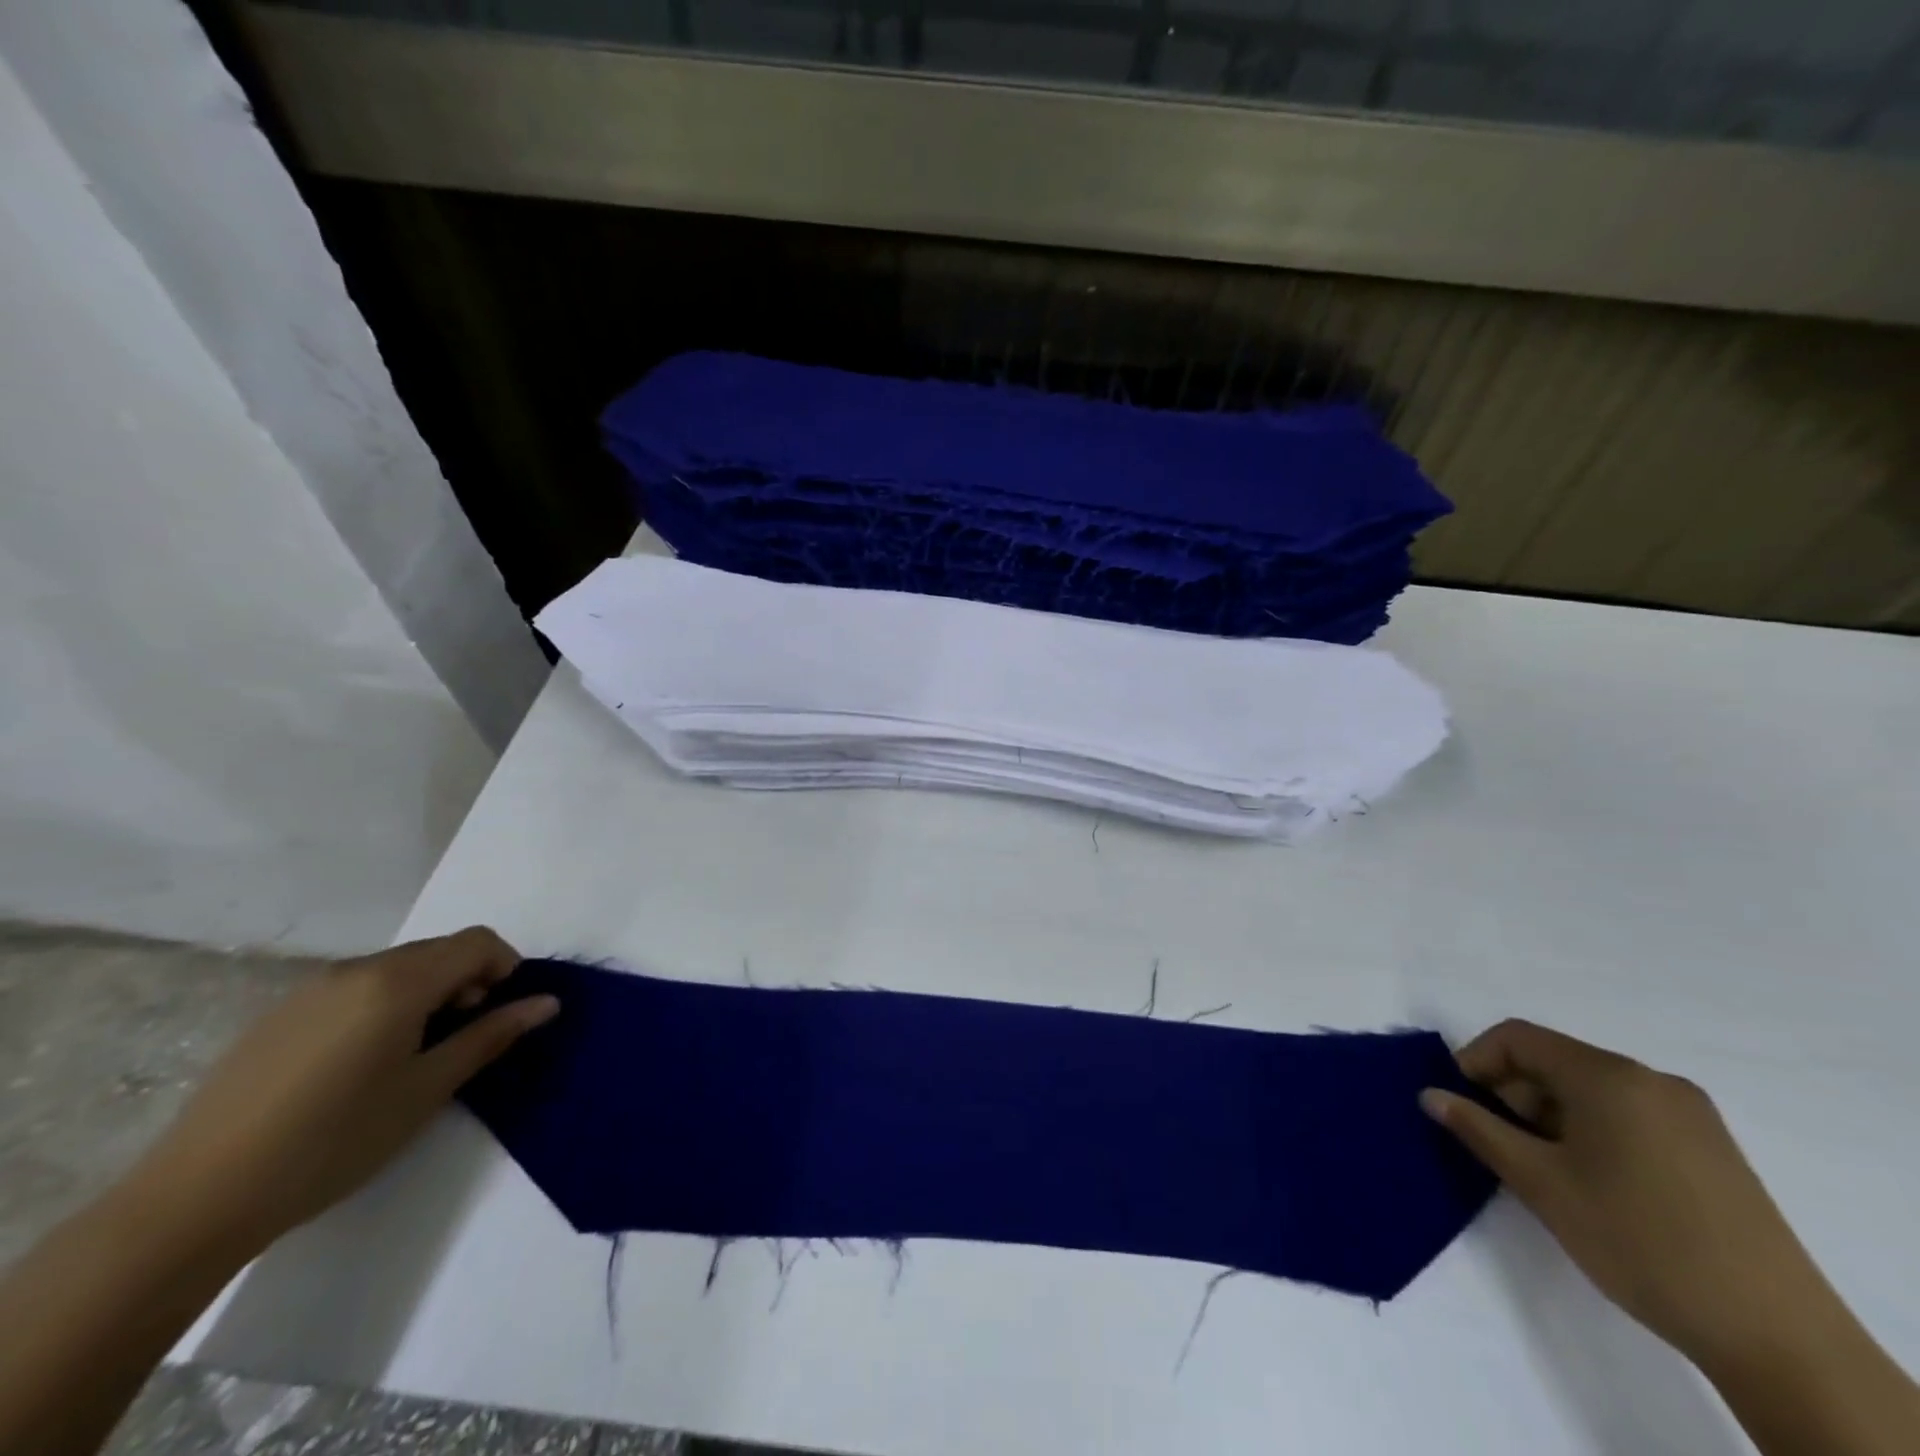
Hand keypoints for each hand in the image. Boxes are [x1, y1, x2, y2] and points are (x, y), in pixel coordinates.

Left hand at [125, 927, 556, 1257]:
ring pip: (396, 968)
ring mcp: (311, 989)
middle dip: (467, 980)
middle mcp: (356, 969)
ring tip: (413, 1054)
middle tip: (463, 1037)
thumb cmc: (334, 1141)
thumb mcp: (428, 1089)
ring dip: (426, 992)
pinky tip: (361, 1063)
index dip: (505, 965)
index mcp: (397, 982)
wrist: (196, 1199)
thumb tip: (547, 1002)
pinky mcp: (279, 1015)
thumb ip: (491, 1036)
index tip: (502, 1012)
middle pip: (437, 950)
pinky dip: (383, 1004)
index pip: (477, 941)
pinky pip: (355, 987)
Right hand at [1420, 1019, 1827, 1369]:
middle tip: (1502, 1146)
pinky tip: (1594, 1183)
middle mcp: (1651, 1079)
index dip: (1476, 1061)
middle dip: (1514, 1093)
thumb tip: (1430, 1094)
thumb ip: (1478, 1129)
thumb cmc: (1638, 1241)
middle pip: (1556, 1061)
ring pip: (1591, 1090)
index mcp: (1609, 1076)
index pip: (1518, 1037)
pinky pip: (1629, 1114)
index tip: (1461, 1106)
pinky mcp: (1713, 1149)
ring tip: (1546, 1172)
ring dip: (1551, 1116)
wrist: (1777, 1337)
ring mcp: (1690, 1114)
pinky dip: (1592, 1131)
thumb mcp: (1541, 1184)